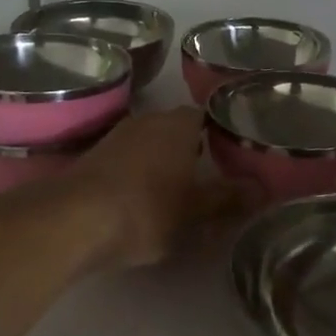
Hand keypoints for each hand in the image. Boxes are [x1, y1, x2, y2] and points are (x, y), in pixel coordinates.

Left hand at [65, 108, 254, 267]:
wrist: (73, 220)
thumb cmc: (146, 209)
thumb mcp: (196, 211)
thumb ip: (229, 197)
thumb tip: (262, 188)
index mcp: (178, 125)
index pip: (206, 115)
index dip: (220, 132)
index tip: (233, 153)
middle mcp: (148, 121)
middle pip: (177, 128)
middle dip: (192, 148)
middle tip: (210, 174)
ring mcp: (116, 136)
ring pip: (150, 143)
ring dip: (162, 161)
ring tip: (178, 189)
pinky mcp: (93, 157)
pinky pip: (127, 159)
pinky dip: (137, 173)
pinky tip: (141, 197)